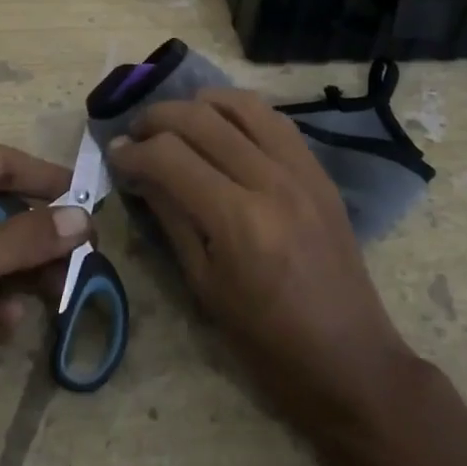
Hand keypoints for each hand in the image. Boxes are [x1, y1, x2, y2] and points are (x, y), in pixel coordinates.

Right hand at [107, 89, 415, 435]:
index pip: (169, 157)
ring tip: (176, 122)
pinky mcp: (320, 171)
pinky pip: (274, 119)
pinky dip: (239, 112)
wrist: (351, 361)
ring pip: (240, 105)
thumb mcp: (204, 286)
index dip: (133, 151)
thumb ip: (171, 218)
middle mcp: (270, 180)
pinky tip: (221, 127)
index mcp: (238, 220)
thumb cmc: (267, 341)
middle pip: (200, 118)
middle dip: (157, 118)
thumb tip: (138, 173)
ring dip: (198, 104)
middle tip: (135, 134)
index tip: (115, 155)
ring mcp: (301, 169)